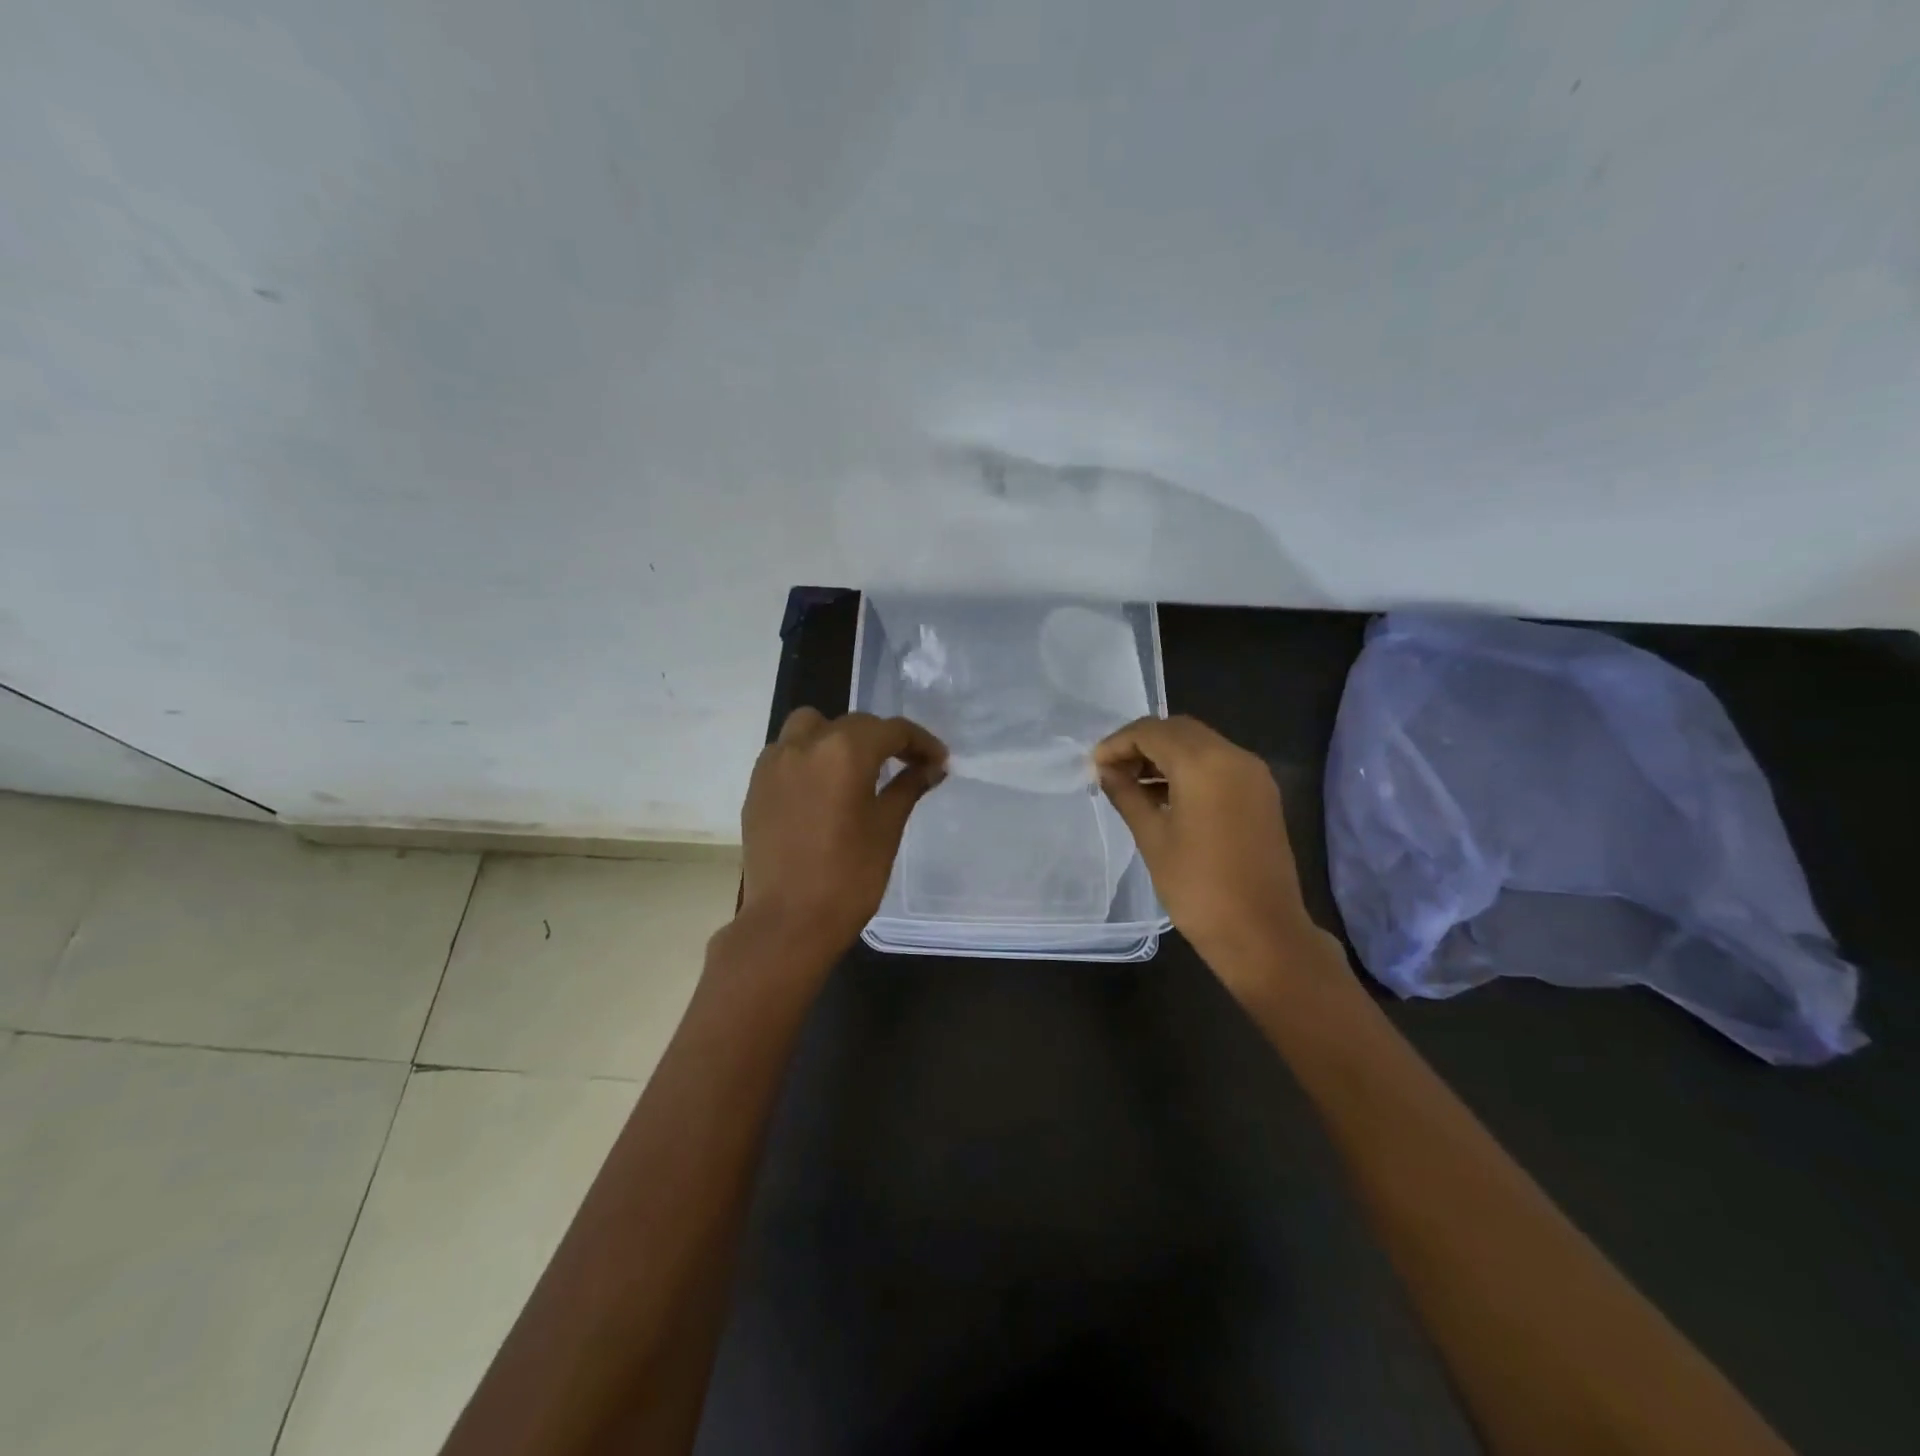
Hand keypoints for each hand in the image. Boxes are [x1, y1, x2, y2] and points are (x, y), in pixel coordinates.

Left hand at [737, 708, 947, 959]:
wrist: (788, 921)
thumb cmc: (848, 877)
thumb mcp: (887, 828)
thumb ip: (908, 787)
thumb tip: (932, 767)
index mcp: (844, 751)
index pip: (891, 730)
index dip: (920, 742)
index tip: (938, 760)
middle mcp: (805, 744)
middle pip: (853, 724)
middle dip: (884, 739)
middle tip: (908, 765)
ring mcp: (774, 763)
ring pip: (811, 727)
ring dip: (839, 737)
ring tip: (858, 768)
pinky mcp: (756, 785)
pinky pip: (787, 752)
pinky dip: (810, 756)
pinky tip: (824, 787)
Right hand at [1095, 715, 1328, 982]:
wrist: (1262, 932)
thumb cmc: (1198, 887)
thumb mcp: (1152, 838)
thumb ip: (1126, 794)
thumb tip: (1105, 771)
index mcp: (1204, 764)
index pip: (1151, 731)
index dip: (1117, 743)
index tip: (1094, 766)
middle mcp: (1234, 756)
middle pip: (1178, 730)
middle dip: (1141, 744)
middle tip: (1112, 772)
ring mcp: (1253, 774)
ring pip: (1200, 743)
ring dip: (1165, 754)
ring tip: (1133, 785)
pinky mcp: (1261, 793)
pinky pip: (1218, 763)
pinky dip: (1188, 768)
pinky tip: (1165, 795)